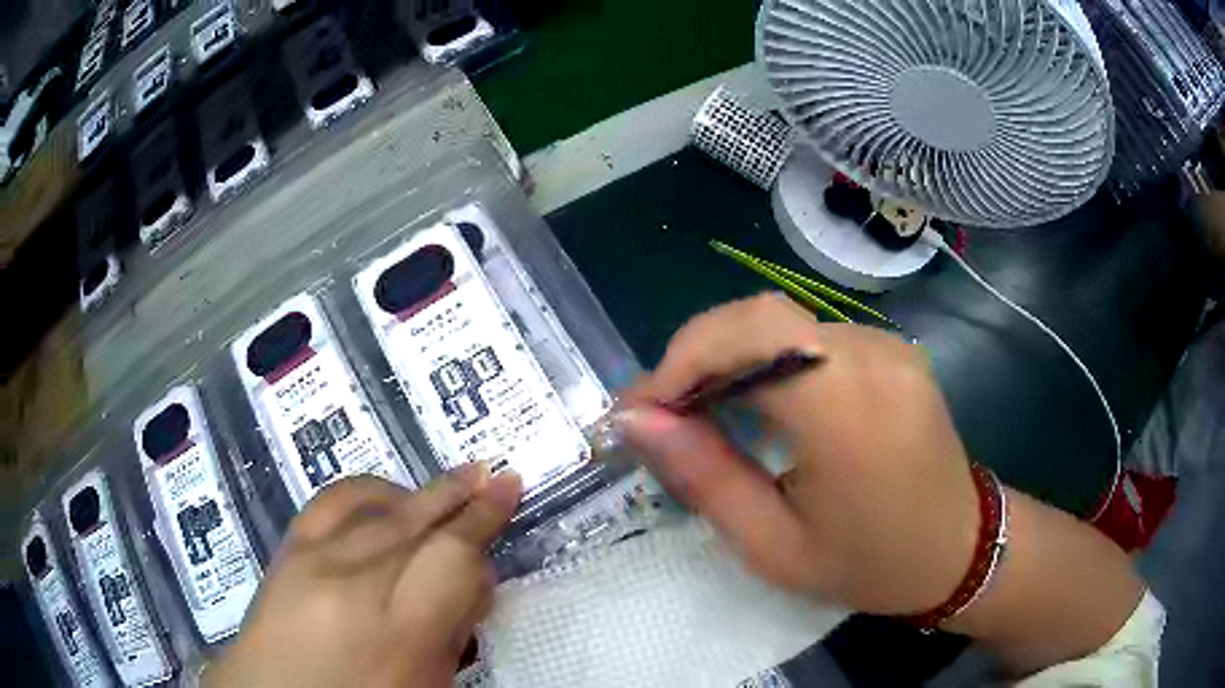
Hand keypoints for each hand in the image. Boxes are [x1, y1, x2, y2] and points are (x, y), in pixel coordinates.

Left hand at [204, 466, 521, 687]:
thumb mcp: (427, 685)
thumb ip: (451, 632)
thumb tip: (468, 585)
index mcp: (399, 632)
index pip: (452, 557)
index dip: (485, 521)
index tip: (509, 490)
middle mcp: (353, 584)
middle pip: (416, 523)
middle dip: (461, 496)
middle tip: (493, 475)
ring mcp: (312, 561)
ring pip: (375, 507)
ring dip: (419, 492)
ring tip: (449, 484)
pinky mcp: (286, 552)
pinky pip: (330, 504)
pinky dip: (367, 492)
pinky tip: (386, 494)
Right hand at [612, 293, 977, 615]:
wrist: (959, 549)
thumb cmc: (869, 564)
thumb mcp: (774, 546)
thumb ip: (706, 476)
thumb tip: (639, 421)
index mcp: (848, 409)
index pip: (749, 335)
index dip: (683, 359)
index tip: (642, 410)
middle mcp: (872, 356)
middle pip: (760, 317)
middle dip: (697, 356)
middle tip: (663, 413)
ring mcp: (887, 345)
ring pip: (782, 323)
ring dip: (729, 358)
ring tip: (700, 412)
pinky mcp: (891, 350)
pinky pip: (812, 338)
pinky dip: (768, 362)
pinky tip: (758, 405)